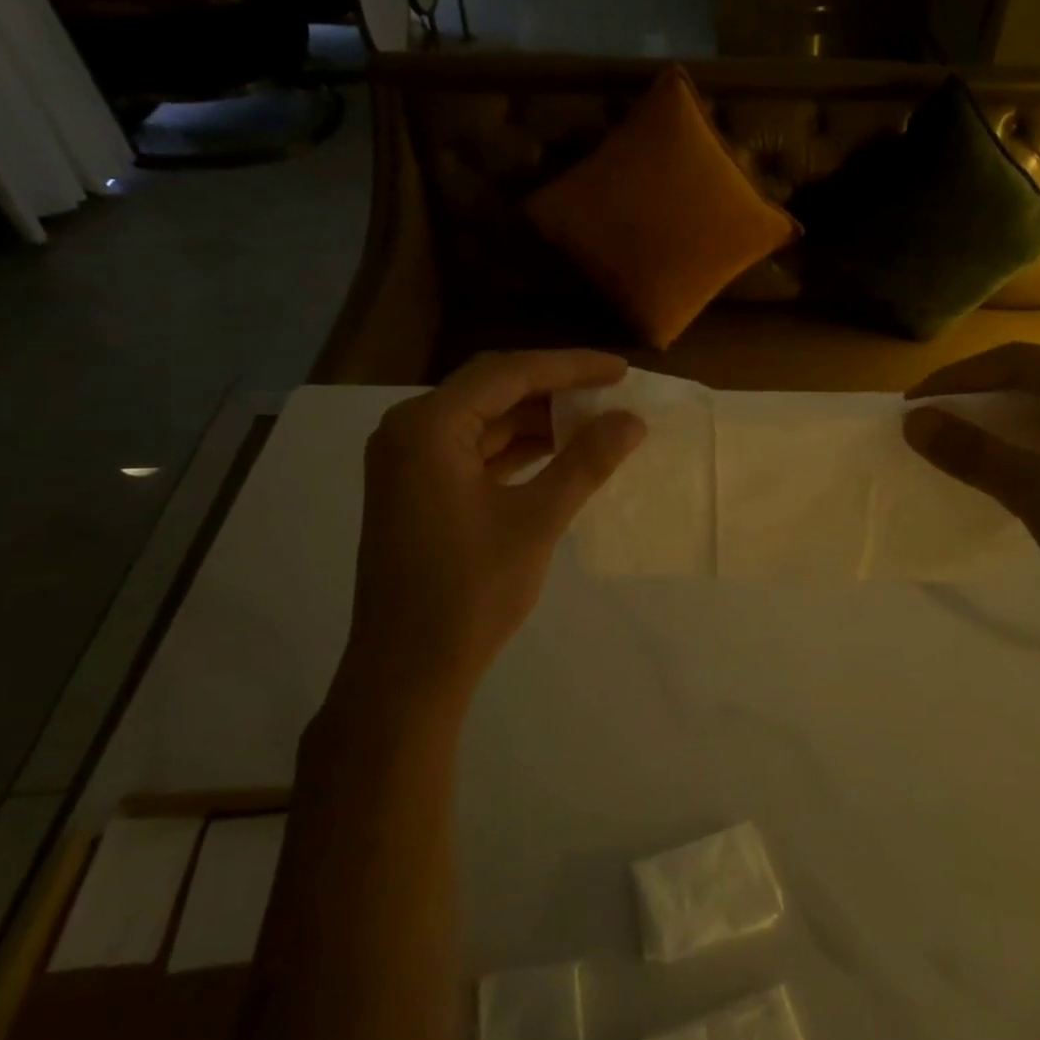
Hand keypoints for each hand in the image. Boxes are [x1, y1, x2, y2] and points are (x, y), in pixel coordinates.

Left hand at [343, 351, 645, 711]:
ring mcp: (409, 462)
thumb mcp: (535, 521)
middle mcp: (410, 431)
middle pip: (493, 389)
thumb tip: (632, 421)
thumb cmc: (469, 593)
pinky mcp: (418, 490)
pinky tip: (557, 453)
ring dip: (537, 419)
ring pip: (484, 420)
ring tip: (594, 420)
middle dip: (554, 388)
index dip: (570, 367)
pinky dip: (517, 449)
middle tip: (611, 390)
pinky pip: (474, 451)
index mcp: (428, 426)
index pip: (508, 374)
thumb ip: (585, 463)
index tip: (621, 370)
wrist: (407, 671)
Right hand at [903, 344, 1039, 660]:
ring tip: (957, 438)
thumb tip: (913, 420)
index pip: (1018, 362)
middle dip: (978, 396)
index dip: (958, 379)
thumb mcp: (1038, 493)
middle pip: (1035, 378)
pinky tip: (1003, 465)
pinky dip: (1026, 444)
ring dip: (1000, 420)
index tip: (912, 404)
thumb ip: (973, 452)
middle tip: (931, 418)